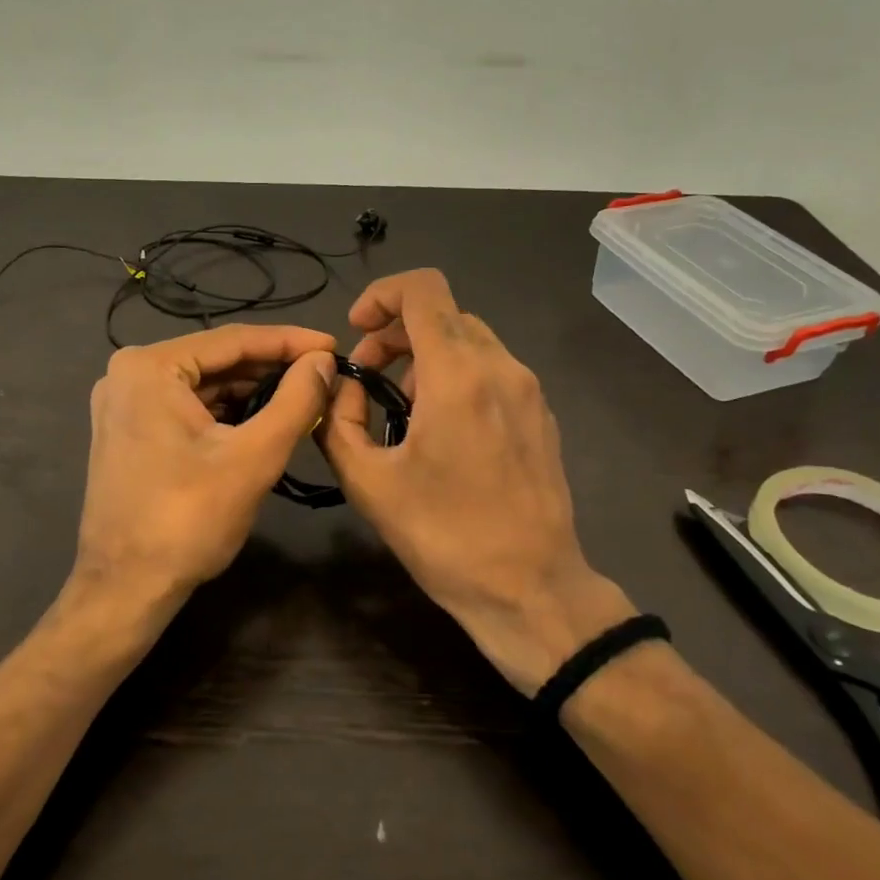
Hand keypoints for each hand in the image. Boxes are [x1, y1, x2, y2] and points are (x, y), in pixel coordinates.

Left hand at [66, 324, 338, 639]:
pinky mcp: (131, 430)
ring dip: (253, 391)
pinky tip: (266, 418)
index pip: (234, 340)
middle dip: (273, 368)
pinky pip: (189, 407)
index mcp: (149, 367)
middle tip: (325, 374)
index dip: (291, 341)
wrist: (126, 588)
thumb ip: (296, 401)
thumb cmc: (188, 519)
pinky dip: (228, 412)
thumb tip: (324, 361)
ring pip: (205, 385)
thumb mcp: (254, 457)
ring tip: (305, 396)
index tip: (335, 345)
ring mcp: (125, 403)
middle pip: (218, 360)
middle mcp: (130, 373)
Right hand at [317, 269, 634, 694]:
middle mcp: (501, 368)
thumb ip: (338, 421)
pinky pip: (492, 371)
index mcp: (458, 375)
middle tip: (368, 382)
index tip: (357, 332)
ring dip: (425, 358)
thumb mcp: (368, 482)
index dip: (382, 294)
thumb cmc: (444, 536)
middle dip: (395, 335)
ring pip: (469, 341)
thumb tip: (342, 387)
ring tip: (403, 413)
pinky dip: (457, 378)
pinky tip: (442, 432)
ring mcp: (529, 390)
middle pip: (443, 315)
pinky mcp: (541, 416)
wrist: (531, 589)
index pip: (423, 289)